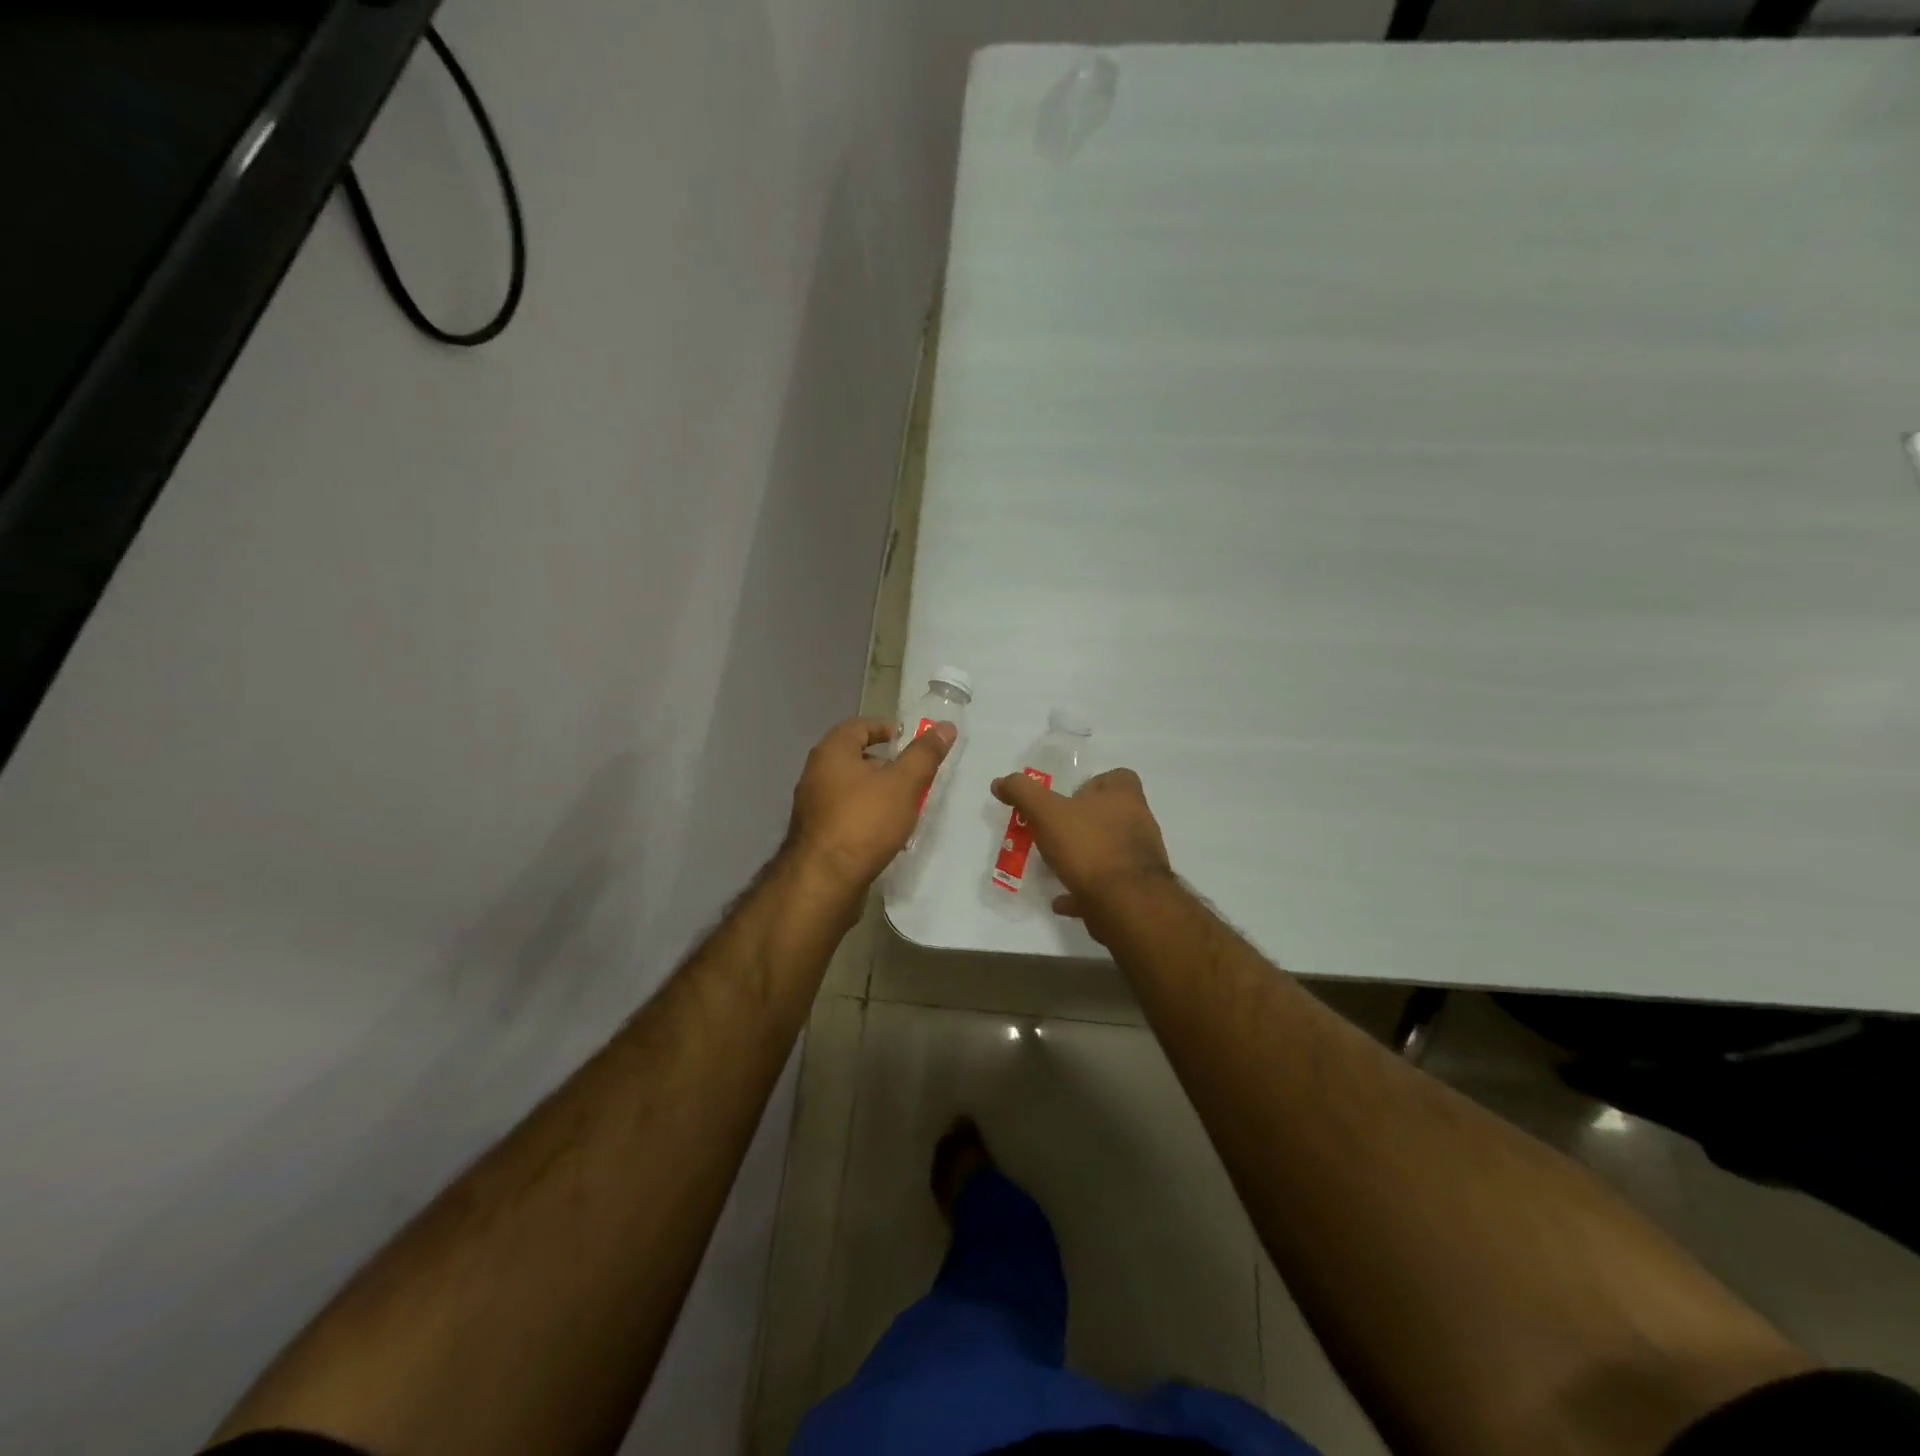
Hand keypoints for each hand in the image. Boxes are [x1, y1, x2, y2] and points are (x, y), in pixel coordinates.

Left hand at [788, 716, 955, 892]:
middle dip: (885, 763)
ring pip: (850, 788)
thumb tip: (945, 727)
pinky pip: (845, 813)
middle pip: (854, 757)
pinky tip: (885, 832)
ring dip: (877, 792)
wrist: (824, 880)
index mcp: (832, 752)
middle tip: (913, 775)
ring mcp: (812, 806)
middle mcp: (816, 773)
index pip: (859, 726)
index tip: (911, 741)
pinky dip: (866, 815)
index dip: (886, 728)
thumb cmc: (864, 822)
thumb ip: (924, 754)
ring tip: (905, 805)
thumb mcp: (904, 784)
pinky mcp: (815, 834)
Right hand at [989, 767, 1172, 933]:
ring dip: (1084, 858)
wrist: (1126, 904)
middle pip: (1111, 815)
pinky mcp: (1136, 891)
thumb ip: (1023, 793)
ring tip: (1054, 867)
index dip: (1092, 785)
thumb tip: (1000, 782)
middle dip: (1083, 823)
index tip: (1067, 799)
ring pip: (1109, 851)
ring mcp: (1141, 859)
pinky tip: (1061, 899)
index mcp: (1125, 797)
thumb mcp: (1047, 813)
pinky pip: (1106, 886)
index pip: (1117, 778)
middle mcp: (1139, 823)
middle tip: (1054, 832)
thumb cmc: (1090, 847)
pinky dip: (1084, 890)